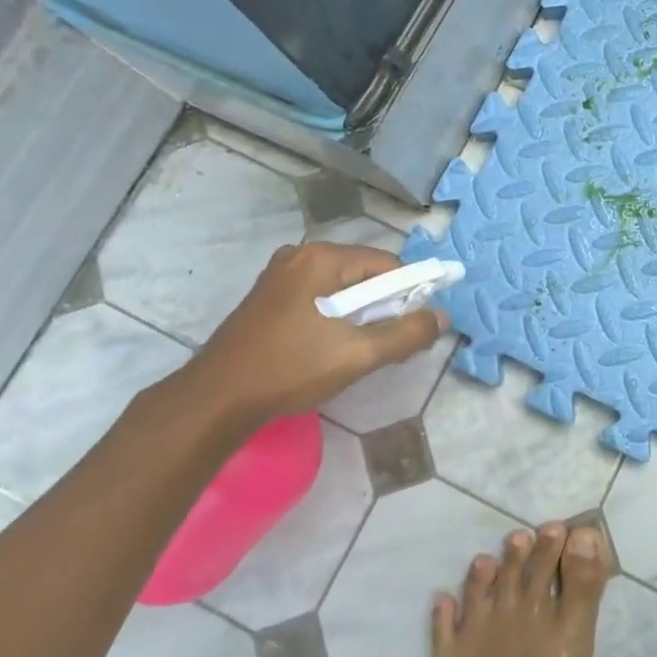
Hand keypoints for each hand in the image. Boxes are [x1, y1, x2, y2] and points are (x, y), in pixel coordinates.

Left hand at [175, 242, 446, 431]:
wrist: (215, 401)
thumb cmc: (289, 369)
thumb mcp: (358, 354)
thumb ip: (407, 333)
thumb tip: (441, 316)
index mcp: (322, 258)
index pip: (388, 265)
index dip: (408, 295)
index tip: (411, 331)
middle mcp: (300, 255)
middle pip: (365, 275)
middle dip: (384, 309)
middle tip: (387, 349)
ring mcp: (280, 276)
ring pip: (342, 290)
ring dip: (361, 318)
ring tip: (360, 354)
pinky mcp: (269, 299)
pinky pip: (320, 299)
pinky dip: (336, 320)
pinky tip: (332, 351)